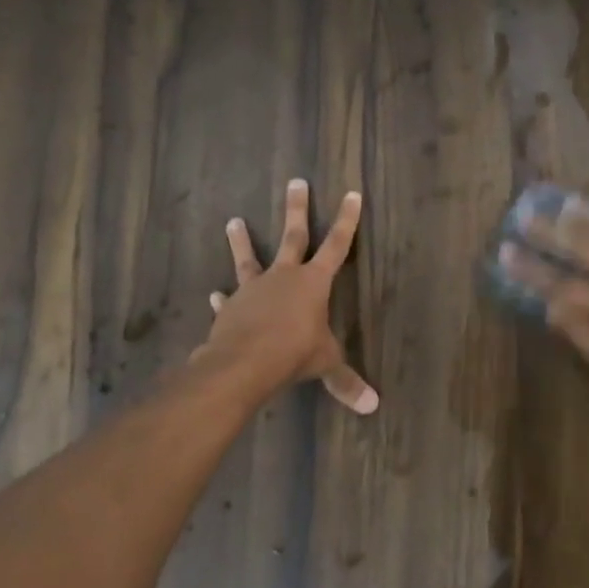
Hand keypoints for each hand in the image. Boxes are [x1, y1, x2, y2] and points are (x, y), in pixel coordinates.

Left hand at [196, 179, 378, 413]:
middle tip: (296, 181)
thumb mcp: (325, 365)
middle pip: (293, 236)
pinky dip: (225, 299)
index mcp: (313, 283)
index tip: (351, 194)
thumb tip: (372, 406)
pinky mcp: (231, 308)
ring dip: (242, 240)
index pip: (337, 245)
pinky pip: (229, 300)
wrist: (243, 363)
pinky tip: (216, 296)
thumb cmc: (293, 354)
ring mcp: (254, 289)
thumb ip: (345, 381)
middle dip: (297, 209)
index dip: (346, 220)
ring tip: (233, 221)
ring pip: (249, 258)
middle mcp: (283, 277)